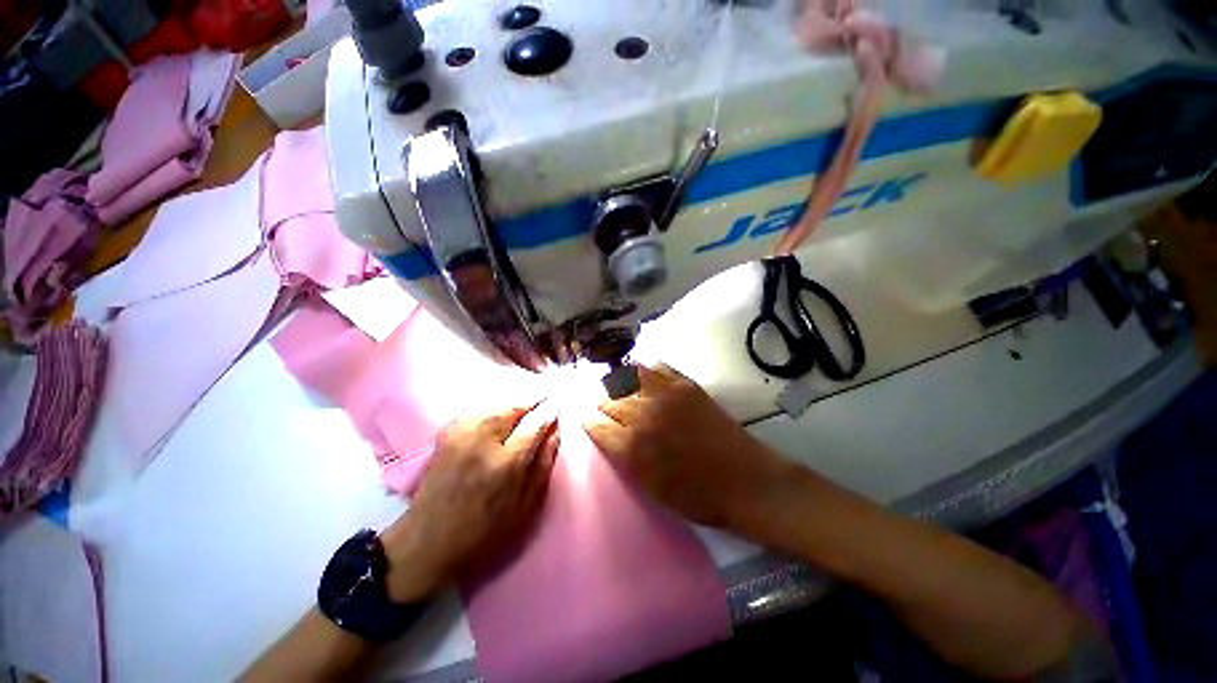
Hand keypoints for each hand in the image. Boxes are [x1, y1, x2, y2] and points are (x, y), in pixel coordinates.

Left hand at [380, 402, 558, 602]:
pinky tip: (497, 403)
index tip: (561, 404)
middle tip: (546, 391)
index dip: (549, 412)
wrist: (432, 539)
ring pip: (489, 403)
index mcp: (507, 465)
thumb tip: (554, 436)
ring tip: (526, 395)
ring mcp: (460, 436)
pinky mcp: (444, 437)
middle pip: (510, 407)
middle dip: (531, 396)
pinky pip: (471, 409)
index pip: (533, 426)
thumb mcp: (524, 511)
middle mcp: (482, 442)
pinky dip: (488, 401)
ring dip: (511, 396)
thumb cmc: (484, 535)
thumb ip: (541, 470)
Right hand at [582, 365, 790, 530]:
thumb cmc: (697, 498)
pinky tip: (644, 378)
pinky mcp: (688, 386)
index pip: (594, 424)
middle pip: (606, 398)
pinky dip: (645, 370)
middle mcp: (643, 416)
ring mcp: (667, 396)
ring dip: (618, 383)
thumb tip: (610, 437)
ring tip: (617, 390)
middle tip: (602, 408)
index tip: (587, 421)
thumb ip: (626, 459)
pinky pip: (657, 367)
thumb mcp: (650, 488)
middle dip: (600, 403)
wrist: (744, 482)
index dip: (589, 422)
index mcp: (630, 448)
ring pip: (627, 376)